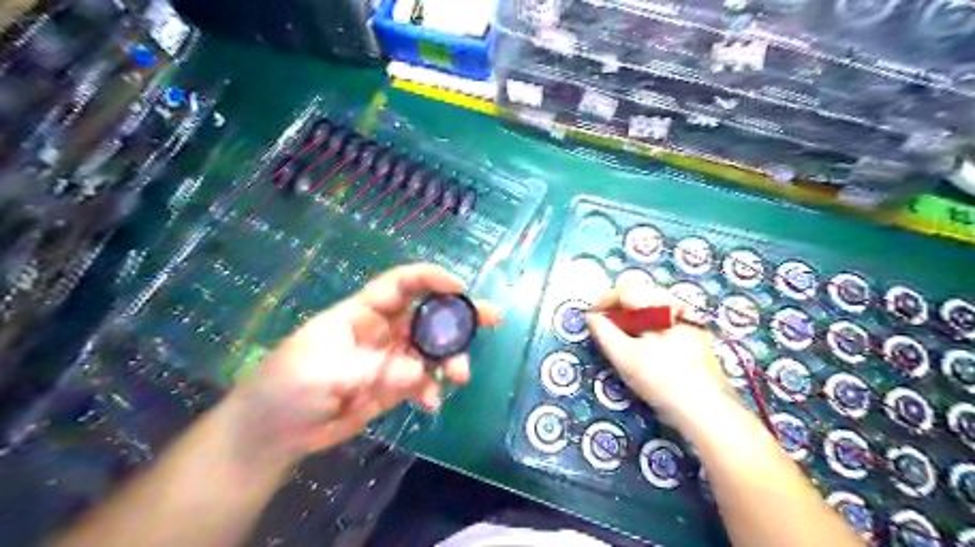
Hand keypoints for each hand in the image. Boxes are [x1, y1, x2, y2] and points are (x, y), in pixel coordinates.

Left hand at [223, 262, 501, 466]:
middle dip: (460, 315)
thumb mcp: (321, 371)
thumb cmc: (286, 387)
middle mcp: (383, 331)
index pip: (402, 285)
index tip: (459, 287)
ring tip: (459, 376)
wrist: (272, 433)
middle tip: (493, 318)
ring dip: (450, 359)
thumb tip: (419, 372)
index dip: (431, 280)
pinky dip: (432, 389)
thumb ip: (372, 369)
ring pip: (431, 350)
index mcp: (363, 313)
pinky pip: (422, 382)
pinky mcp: (393, 387)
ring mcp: (390, 360)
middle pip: (428, 314)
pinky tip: (431, 404)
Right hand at [585, 284, 738, 429]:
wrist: (707, 411)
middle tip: (604, 328)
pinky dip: (647, 328)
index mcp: (661, 307)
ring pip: (652, 310)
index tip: (591, 317)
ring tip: (620, 339)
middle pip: (641, 297)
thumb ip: (604, 332)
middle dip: (618, 310)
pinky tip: (643, 348)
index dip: (604, 302)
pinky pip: (664, 322)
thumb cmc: (662, 380)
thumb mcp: (625, 356)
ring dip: (632, 319)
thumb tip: (591, 316)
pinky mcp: (695, 337)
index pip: (626, 291)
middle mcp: (677, 307)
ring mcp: (689, 321)